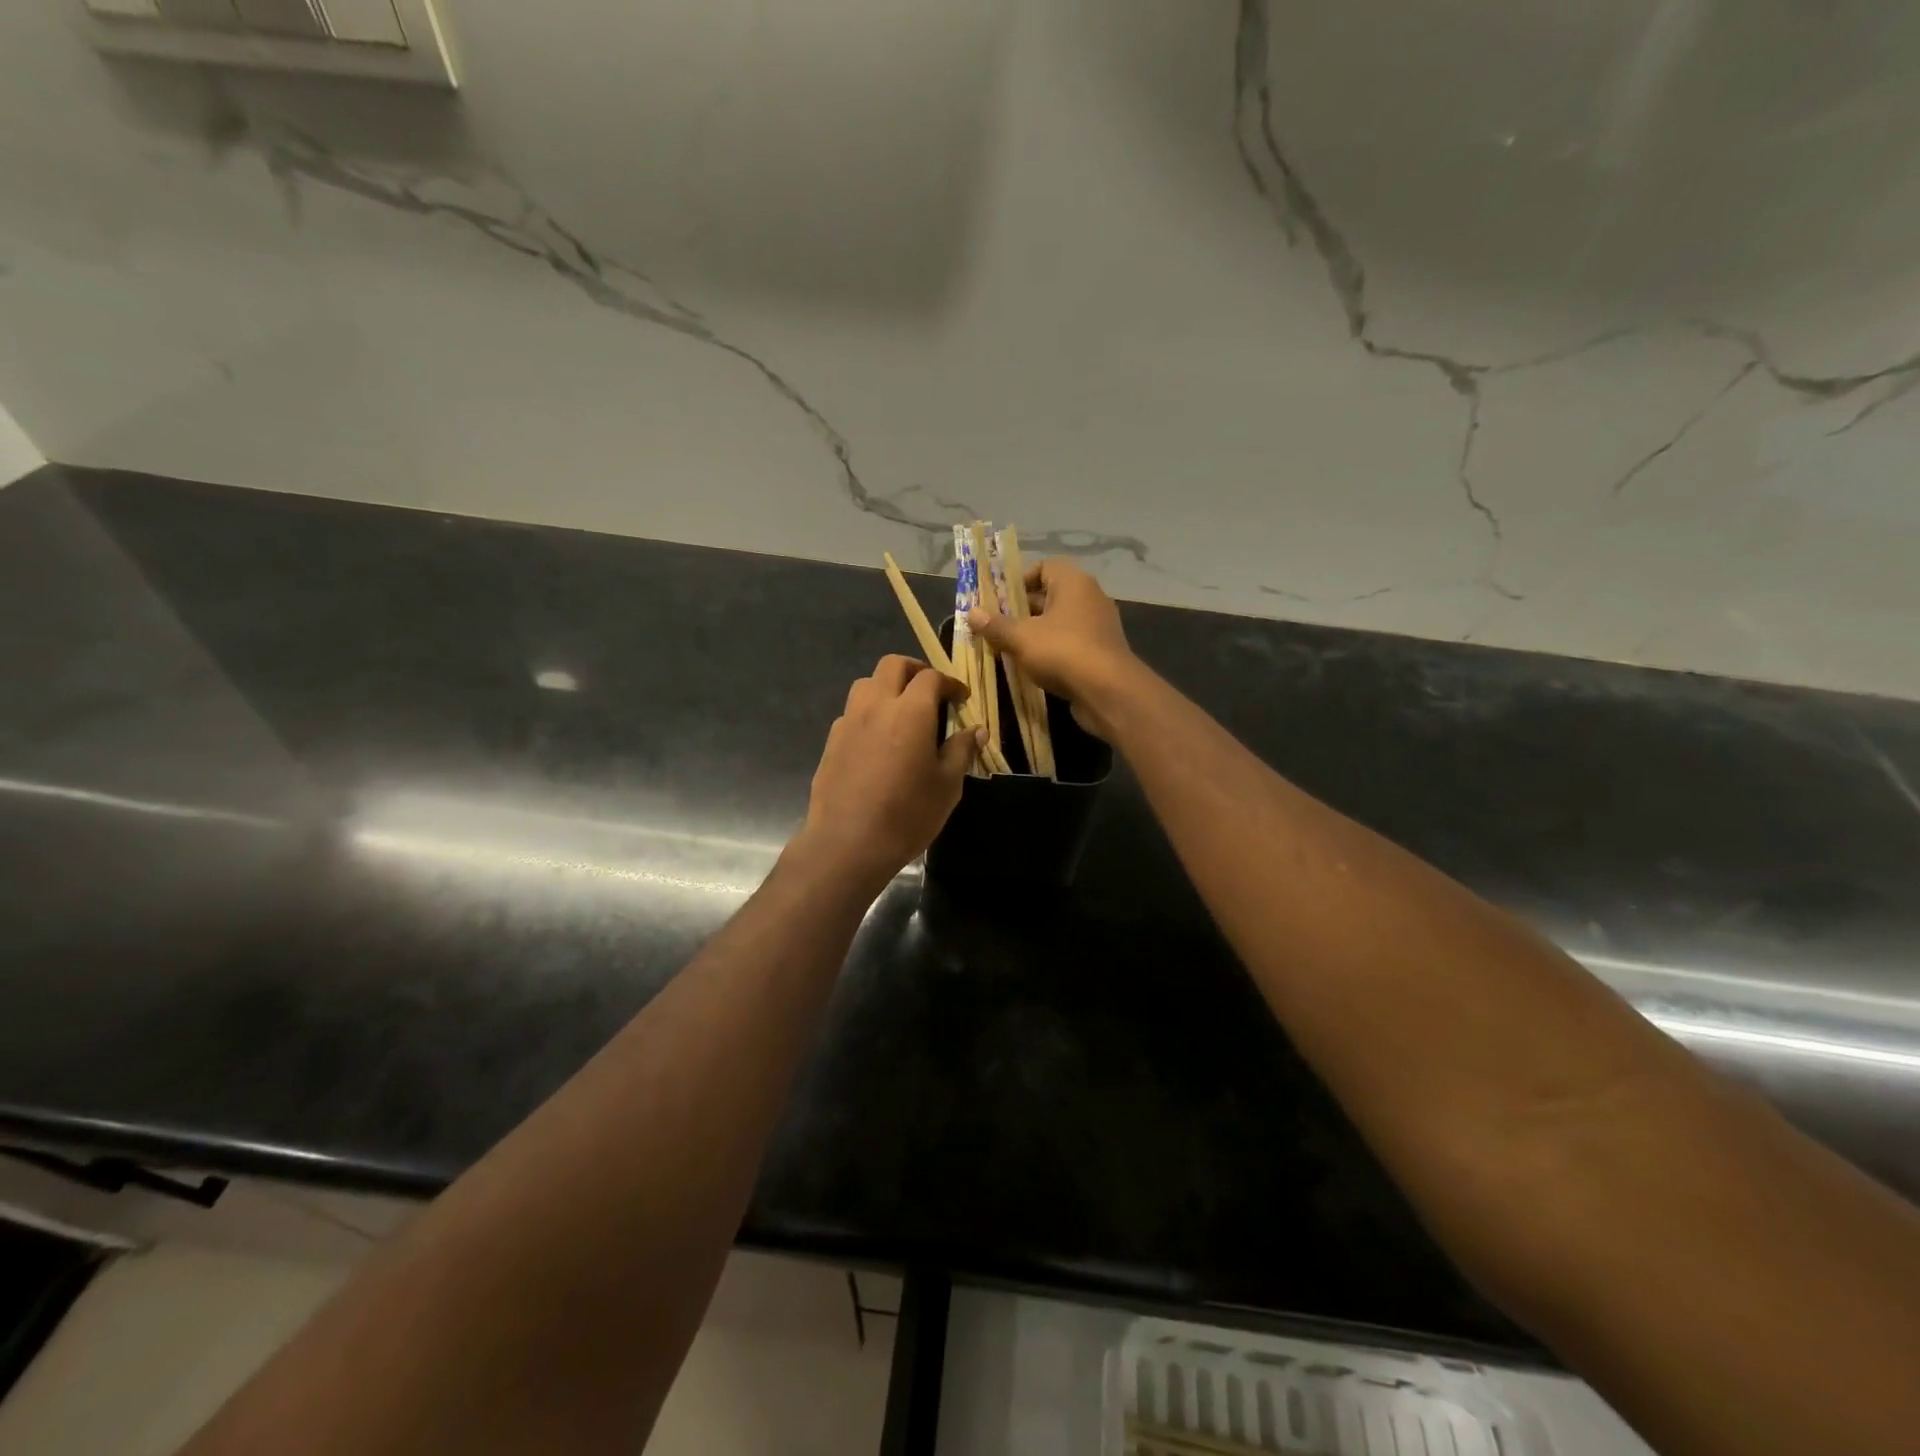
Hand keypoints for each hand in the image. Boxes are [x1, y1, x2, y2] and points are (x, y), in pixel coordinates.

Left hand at [798, 656, 978, 886]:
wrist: (848, 843)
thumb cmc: (908, 814)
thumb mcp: (947, 785)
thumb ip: (961, 751)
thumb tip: (976, 730)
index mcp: (910, 711)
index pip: (931, 677)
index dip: (950, 683)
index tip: (961, 698)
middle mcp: (876, 706)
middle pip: (892, 665)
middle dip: (915, 670)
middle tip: (931, 692)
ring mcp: (848, 722)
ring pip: (866, 684)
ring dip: (887, 687)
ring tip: (902, 711)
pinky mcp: (831, 742)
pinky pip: (851, 713)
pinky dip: (869, 714)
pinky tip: (878, 741)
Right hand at [967, 559, 1136, 739]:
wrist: (1108, 692)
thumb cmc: (1062, 652)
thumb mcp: (1021, 638)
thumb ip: (996, 625)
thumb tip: (971, 613)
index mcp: (1073, 582)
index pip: (1044, 567)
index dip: (1020, 581)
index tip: (999, 601)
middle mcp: (1090, 597)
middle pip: (1050, 596)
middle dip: (1022, 611)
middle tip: (997, 627)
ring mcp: (1099, 626)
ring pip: (1060, 622)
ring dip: (1036, 633)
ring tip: (1010, 648)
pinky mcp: (1101, 652)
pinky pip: (1071, 643)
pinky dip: (1053, 651)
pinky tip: (1034, 667)